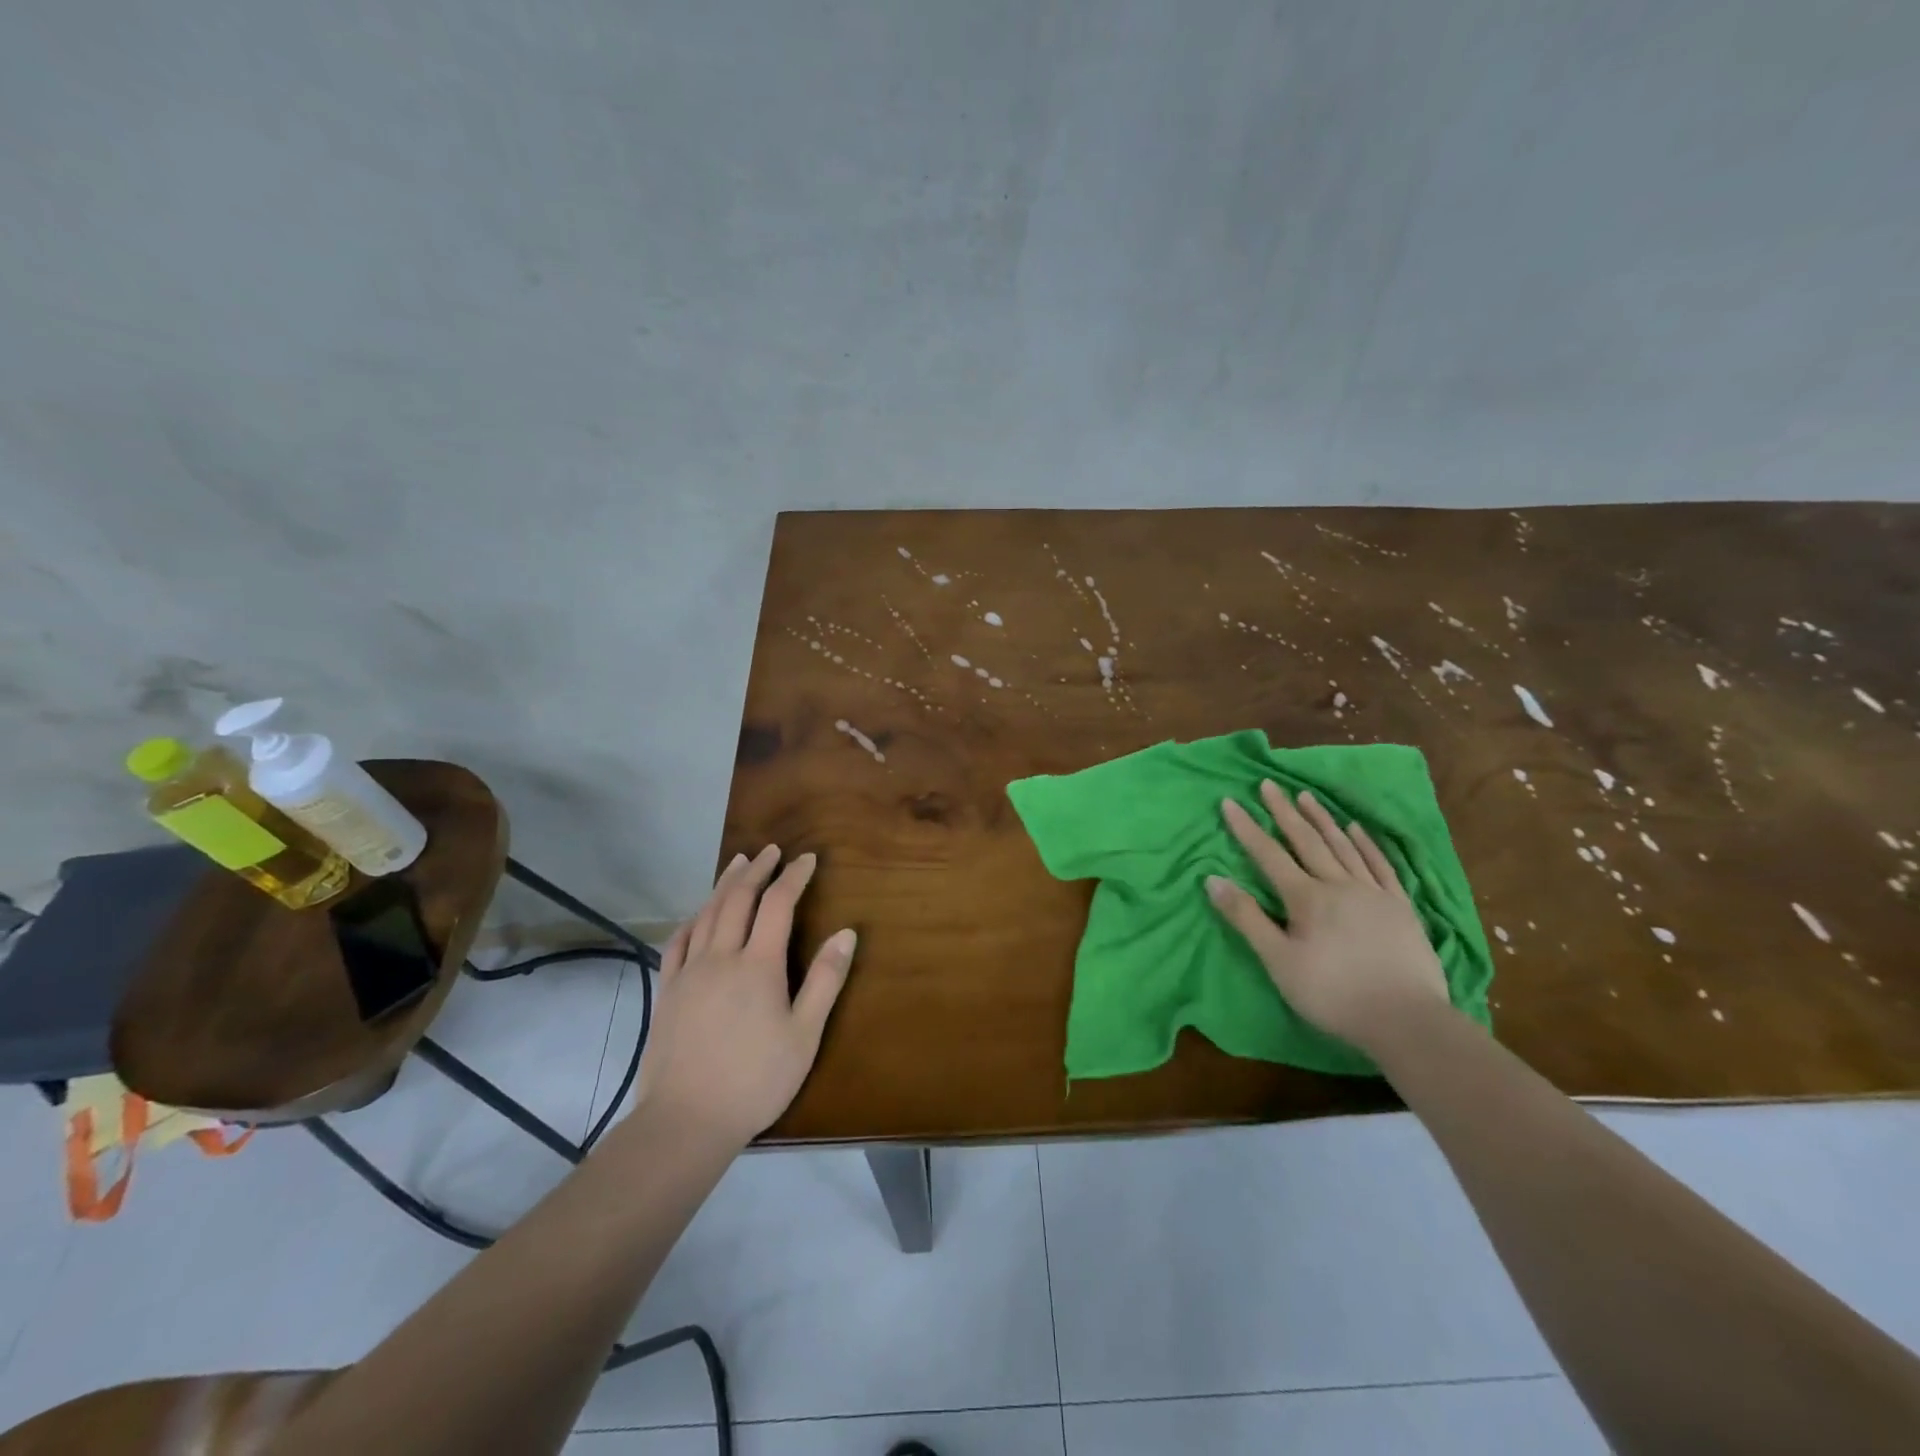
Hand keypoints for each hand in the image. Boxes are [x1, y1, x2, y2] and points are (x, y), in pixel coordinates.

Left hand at [641, 845, 856, 1148]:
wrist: (686, 1120)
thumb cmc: (756, 1079)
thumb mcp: (804, 1035)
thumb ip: (826, 980)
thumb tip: (847, 933)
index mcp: (759, 964)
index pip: (779, 904)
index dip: (794, 877)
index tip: (808, 859)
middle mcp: (722, 956)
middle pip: (739, 899)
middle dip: (758, 870)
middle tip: (772, 850)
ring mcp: (690, 972)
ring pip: (707, 913)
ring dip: (725, 884)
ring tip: (738, 863)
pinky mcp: (668, 991)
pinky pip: (678, 942)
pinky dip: (692, 919)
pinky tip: (698, 914)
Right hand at [1206, 783, 1447, 1052]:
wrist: (1406, 1020)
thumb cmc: (1333, 994)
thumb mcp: (1278, 961)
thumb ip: (1246, 918)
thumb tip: (1212, 880)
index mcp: (1306, 898)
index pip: (1269, 855)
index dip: (1247, 828)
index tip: (1230, 801)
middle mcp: (1339, 885)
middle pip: (1307, 841)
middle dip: (1284, 812)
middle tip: (1269, 784)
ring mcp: (1373, 893)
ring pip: (1343, 846)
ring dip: (1322, 819)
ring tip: (1306, 796)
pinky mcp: (1400, 907)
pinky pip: (1380, 865)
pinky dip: (1365, 844)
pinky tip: (1356, 829)